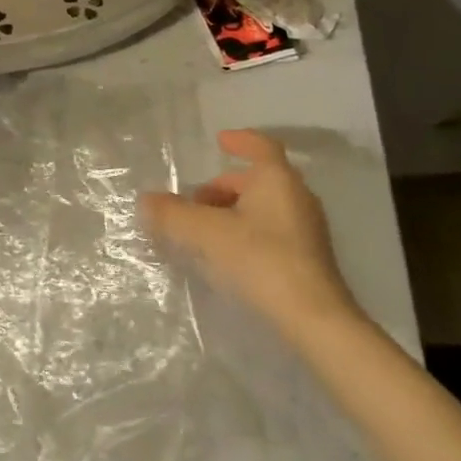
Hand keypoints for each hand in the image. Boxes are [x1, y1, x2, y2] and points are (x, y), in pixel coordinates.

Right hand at [142, 130, 360, 340]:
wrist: (314, 320)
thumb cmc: (261, 260)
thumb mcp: (207, 234)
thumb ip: (173, 214)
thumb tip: (146, 200)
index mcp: (277, 179)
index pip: (260, 146)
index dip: (239, 141)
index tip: (219, 141)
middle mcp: (297, 197)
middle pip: (258, 180)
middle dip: (224, 186)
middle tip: (194, 200)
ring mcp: (306, 229)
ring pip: (264, 207)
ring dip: (233, 210)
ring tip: (204, 229)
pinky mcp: (308, 259)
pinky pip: (271, 231)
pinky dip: (247, 231)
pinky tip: (227, 254)